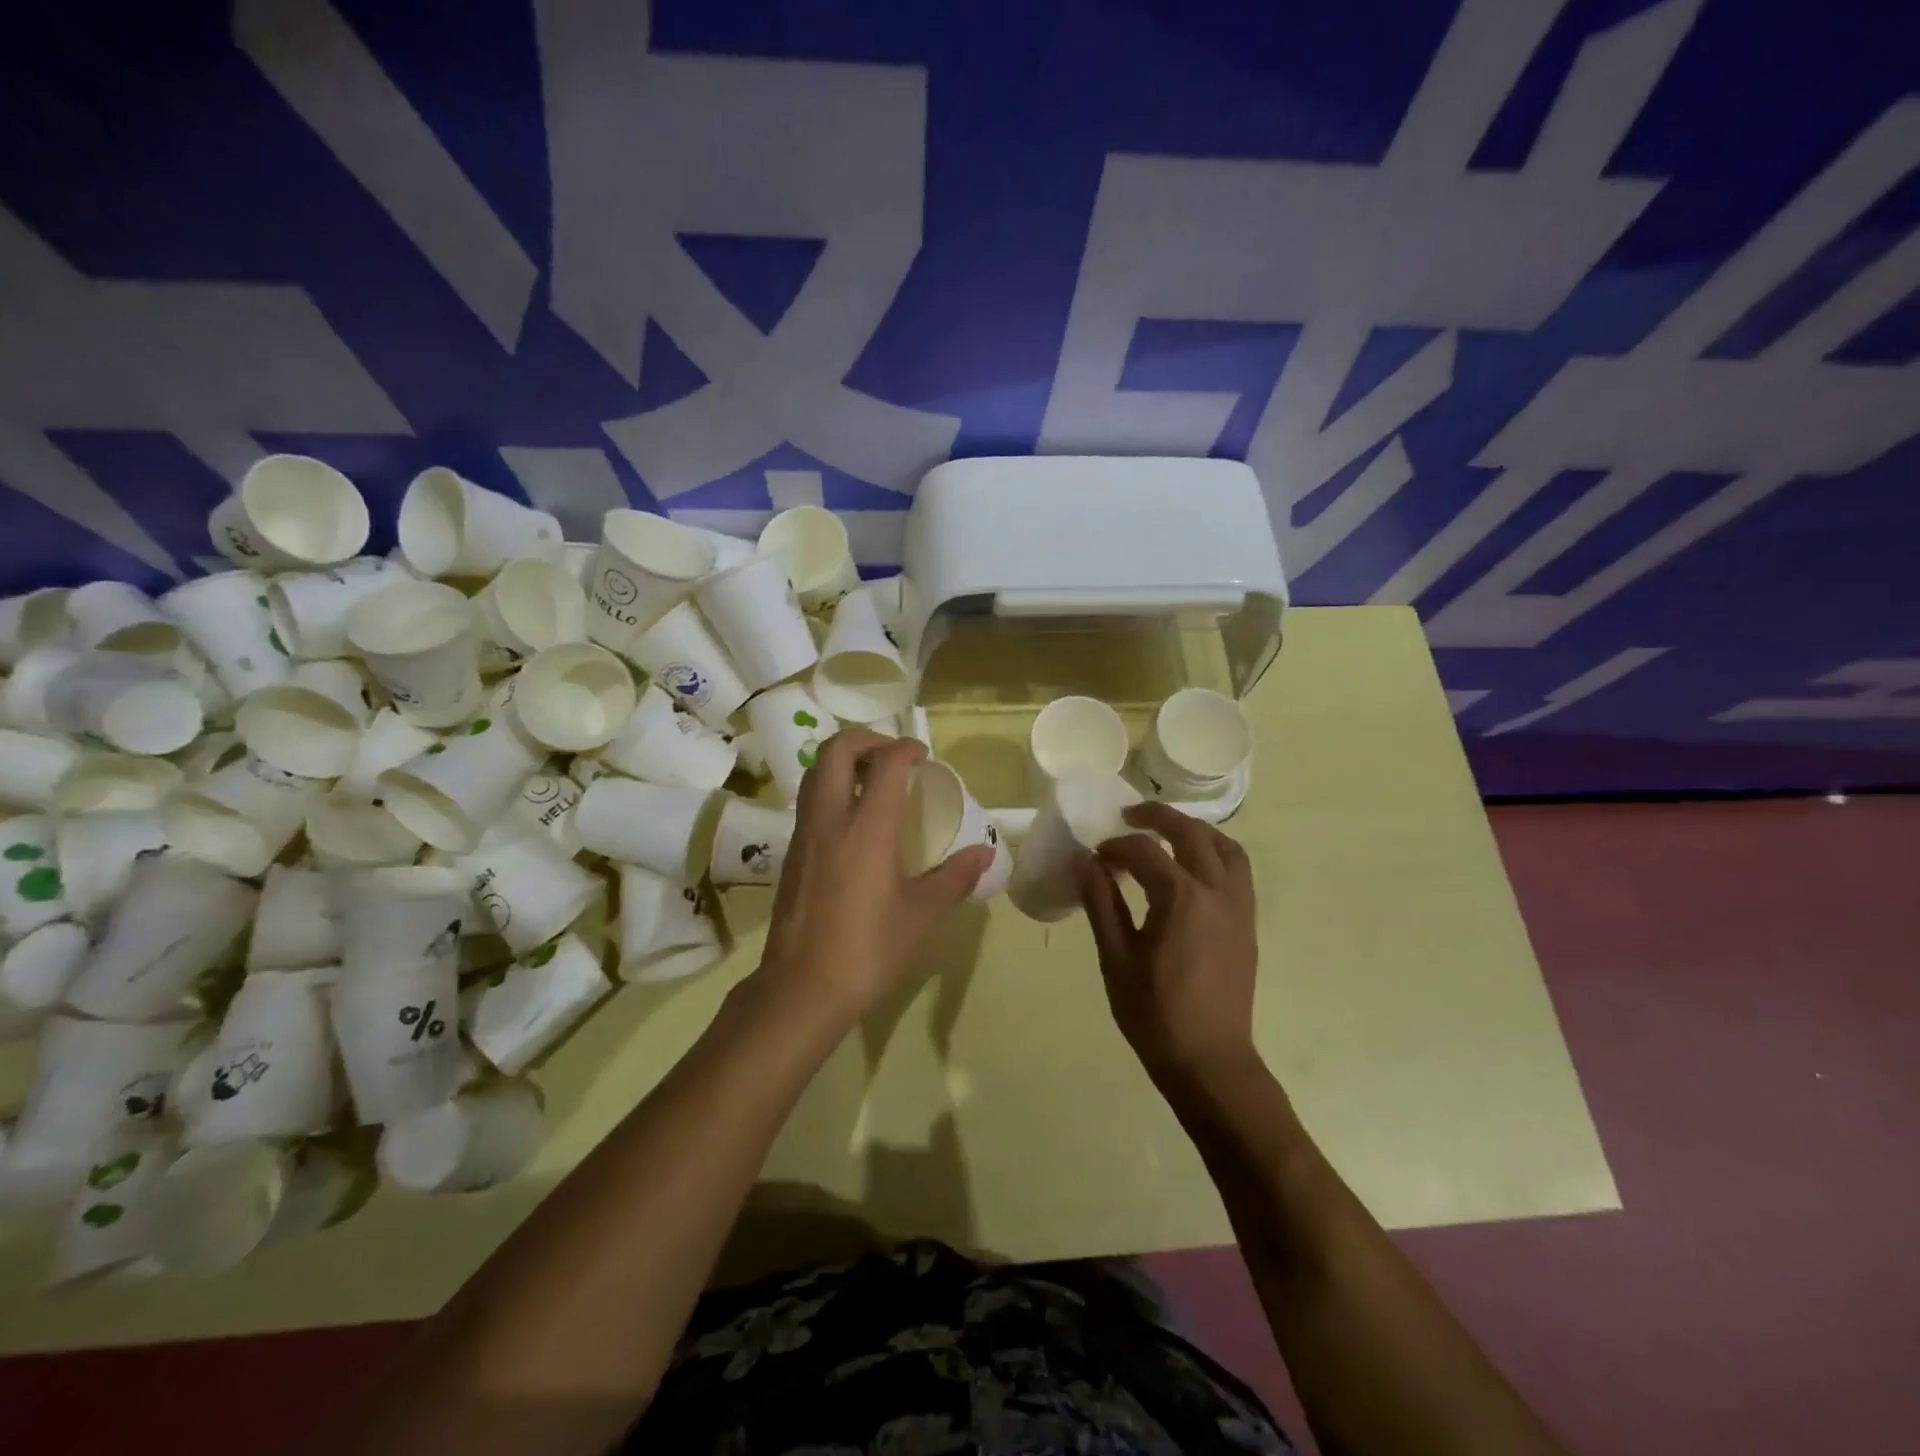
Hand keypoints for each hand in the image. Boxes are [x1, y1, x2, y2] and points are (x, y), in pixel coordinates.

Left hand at [757, 729, 992, 1029]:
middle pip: (836, 750)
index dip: (906, 748)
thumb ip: (955, 877)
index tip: (923, 756)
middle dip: (866, 739)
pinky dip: (831, 789)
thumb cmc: (868, 948)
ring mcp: (804, 835)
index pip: (885, 763)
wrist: (802, 988)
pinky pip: (810, 802)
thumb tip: (987, 854)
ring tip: (873, 781)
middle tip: (893, 756)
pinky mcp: (791, 854)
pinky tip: (854, 820)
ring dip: (844, 761)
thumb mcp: (921, 913)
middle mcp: (830, 818)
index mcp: (866, 827)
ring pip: (816, 773)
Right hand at [1080, 802, 1259, 1087]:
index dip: (1116, 846)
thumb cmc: (1155, 1014)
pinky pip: (1238, 871)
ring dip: (1196, 831)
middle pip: (1192, 834)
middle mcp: (1217, 892)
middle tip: (1130, 816)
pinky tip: (1191, 869)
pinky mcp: (1247, 924)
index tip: (1095, 856)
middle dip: (1159, 817)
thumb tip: (1086, 862)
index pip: (1145, 852)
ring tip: (1168, 833)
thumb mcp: (1117, 958)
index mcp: (1182, 899)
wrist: (1210, 1062)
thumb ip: (1102, 903)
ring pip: (1226, 848)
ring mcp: (1239, 908)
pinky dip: (1215, 854)